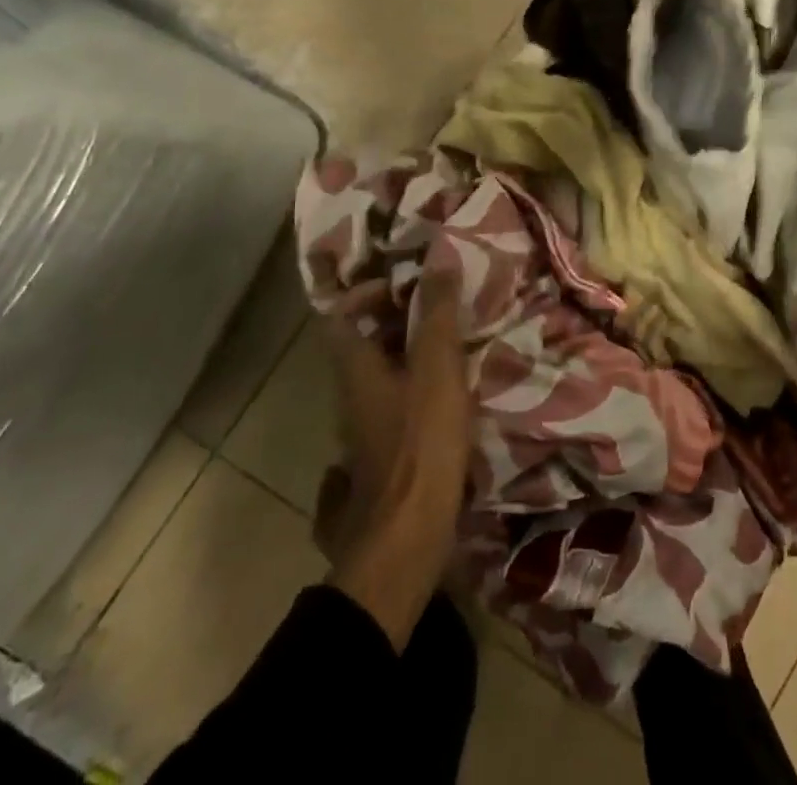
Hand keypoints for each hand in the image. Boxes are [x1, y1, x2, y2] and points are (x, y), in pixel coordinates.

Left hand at [319, 289, 471, 650]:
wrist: (407, 538)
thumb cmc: (421, 442)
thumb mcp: (437, 366)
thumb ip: (437, 312)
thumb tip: (439, 258)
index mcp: (356, 368)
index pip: (341, 315)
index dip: (368, 292)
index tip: (407, 283)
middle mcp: (352, 396)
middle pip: (363, 343)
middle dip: (399, 319)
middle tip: (441, 306)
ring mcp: (365, 430)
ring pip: (382, 375)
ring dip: (411, 353)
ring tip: (454, 342)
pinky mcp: (384, 457)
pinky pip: (395, 405)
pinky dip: (419, 388)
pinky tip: (452, 392)